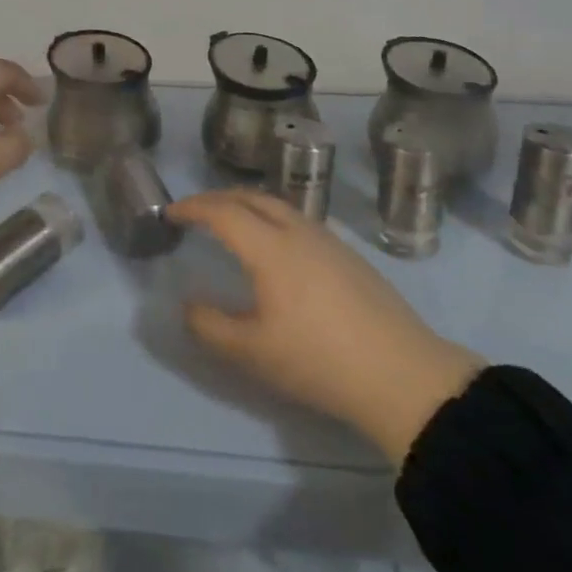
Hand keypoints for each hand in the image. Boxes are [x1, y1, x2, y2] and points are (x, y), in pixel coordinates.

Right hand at [167, 191, 485, 465]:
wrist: (401, 373)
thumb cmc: (318, 360)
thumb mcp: (253, 352)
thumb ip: (211, 327)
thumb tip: (189, 305)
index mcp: (271, 248)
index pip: (223, 212)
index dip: (193, 208)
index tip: (170, 213)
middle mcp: (299, 231)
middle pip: (252, 198)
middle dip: (219, 198)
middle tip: (196, 211)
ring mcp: (329, 240)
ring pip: (280, 206)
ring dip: (248, 205)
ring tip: (232, 222)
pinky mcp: (349, 255)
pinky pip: (299, 220)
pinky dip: (272, 218)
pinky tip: (276, 246)